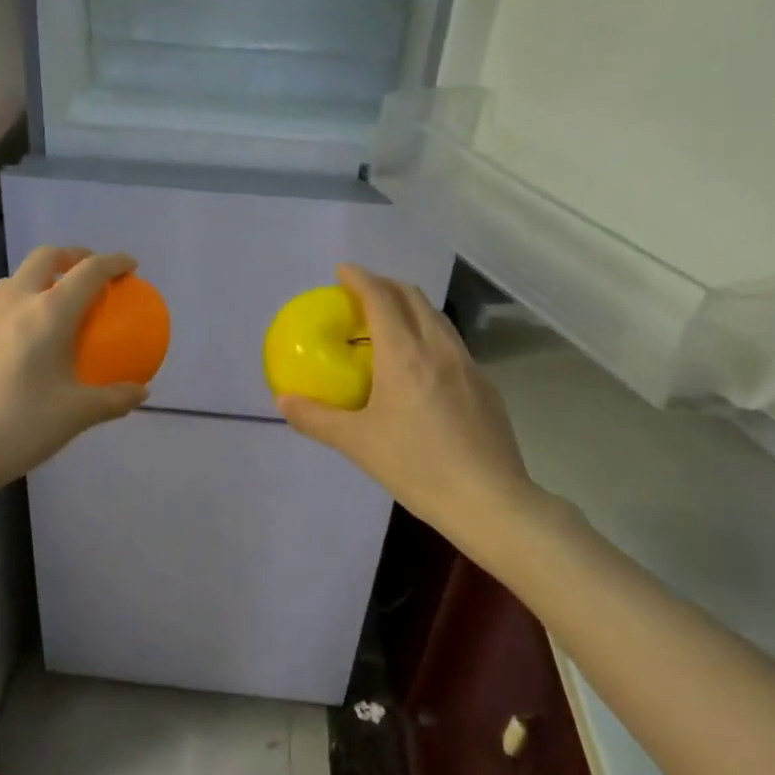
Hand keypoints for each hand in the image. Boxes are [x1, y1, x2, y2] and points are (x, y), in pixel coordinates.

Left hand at [0, 245, 147, 498]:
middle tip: (88, 271)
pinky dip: (16, 303)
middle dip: (72, 255)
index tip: (130, 266)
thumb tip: (141, 392)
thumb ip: (114, 399)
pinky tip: (19, 336)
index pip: (89, 271)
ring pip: (15, 278)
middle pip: (46, 257)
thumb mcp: (77, 415)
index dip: (114, 262)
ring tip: (52, 299)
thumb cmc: (21, 426)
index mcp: (49, 313)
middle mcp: (15, 301)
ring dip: (40, 276)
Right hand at [277, 265, 549, 545]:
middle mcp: (439, 348)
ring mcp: (468, 365)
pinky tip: (421, 367)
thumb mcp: (357, 444)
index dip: (360, 278)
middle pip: (413, 297)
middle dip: (385, 285)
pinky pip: (452, 343)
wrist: (491, 502)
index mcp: (405, 355)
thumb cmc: (417, 468)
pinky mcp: (486, 386)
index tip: (342, 271)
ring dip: (410, 307)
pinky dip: (429, 334)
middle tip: (360, 295)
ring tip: (388, 324)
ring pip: (437, 318)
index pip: (381, 298)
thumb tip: (283, 401)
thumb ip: (316, 418)